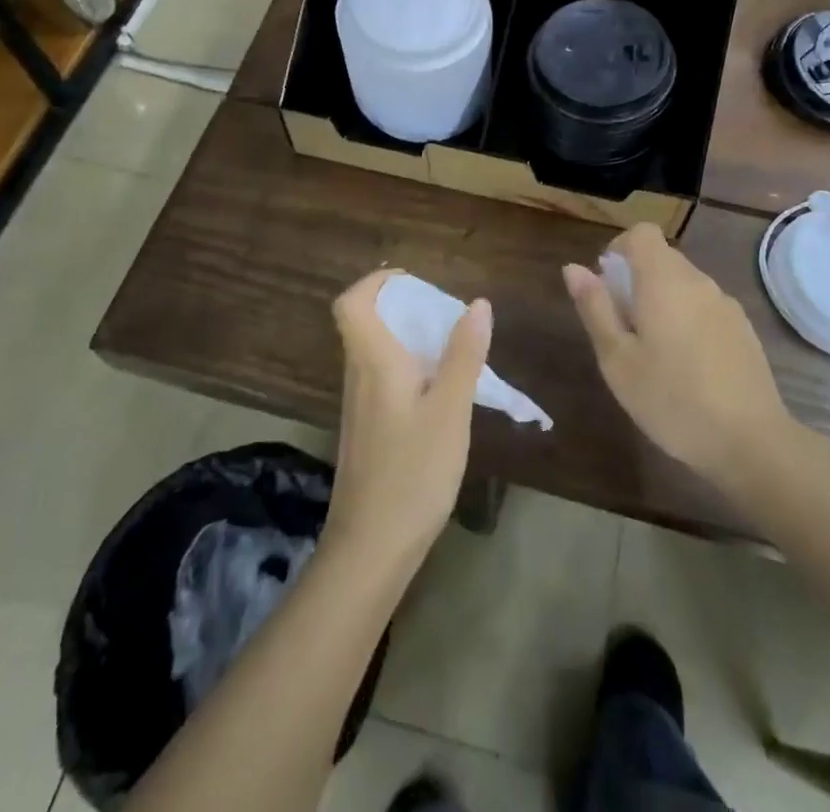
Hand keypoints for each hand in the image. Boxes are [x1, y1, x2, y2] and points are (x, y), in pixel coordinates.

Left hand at [327, 269, 491, 576]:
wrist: (370, 548)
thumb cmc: (412, 472)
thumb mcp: (450, 411)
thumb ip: (463, 355)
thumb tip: (477, 303)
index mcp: (373, 361)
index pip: (352, 303)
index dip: (375, 282)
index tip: (413, 281)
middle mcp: (359, 376)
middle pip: (365, 323)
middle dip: (402, 307)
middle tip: (445, 314)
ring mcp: (360, 406)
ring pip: (376, 353)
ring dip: (408, 339)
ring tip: (451, 349)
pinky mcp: (367, 431)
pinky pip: (383, 379)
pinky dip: (408, 369)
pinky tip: (440, 392)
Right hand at [564, 224, 790, 490]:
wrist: (751, 442)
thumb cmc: (671, 400)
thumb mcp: (618, 359)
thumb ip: (595, 308)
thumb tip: (574, 268)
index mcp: (663, 281)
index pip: (642, 233)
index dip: (619, 248)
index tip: (607, 283)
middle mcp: (698, 281)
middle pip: (662, 257)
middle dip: (637, 278)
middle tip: (622, 326)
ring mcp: (725, 304)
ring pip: (684, 283)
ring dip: (662, 300)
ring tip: (652, 350)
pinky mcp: (743, 328)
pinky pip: (705, 306)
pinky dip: (687, 318)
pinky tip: (686, 365)